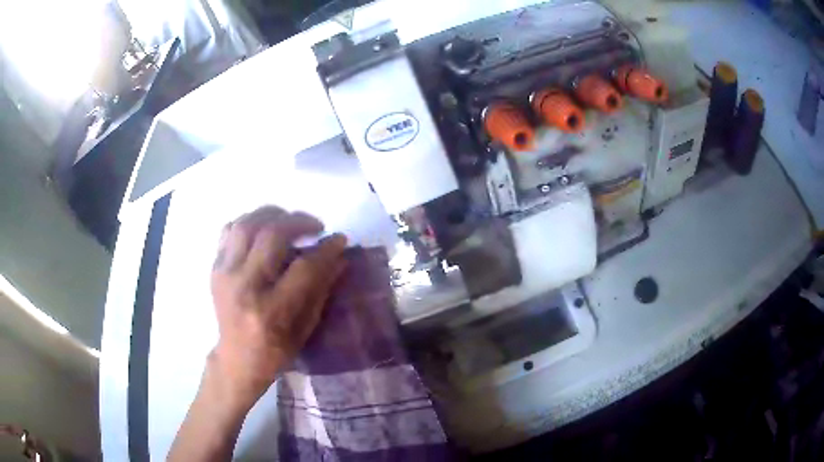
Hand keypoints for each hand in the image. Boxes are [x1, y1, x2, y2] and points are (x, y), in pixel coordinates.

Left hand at [208, 206, 347, 410]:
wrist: (237, 358)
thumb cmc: (276, 351)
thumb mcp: (306, 327)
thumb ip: (321, 289)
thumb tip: (339, 256)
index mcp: (271, 311)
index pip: (303, 268)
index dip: (325, 249)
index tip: (340, 239)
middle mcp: (244, 287)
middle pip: (271, 236)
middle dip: (299, 222)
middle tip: (316, 226)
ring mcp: (225, 274)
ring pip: (247, 225)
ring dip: (273, 215)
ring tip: (289, 221)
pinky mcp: (215, 268)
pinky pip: (229, 230)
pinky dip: (249, 222)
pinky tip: (264, 229)